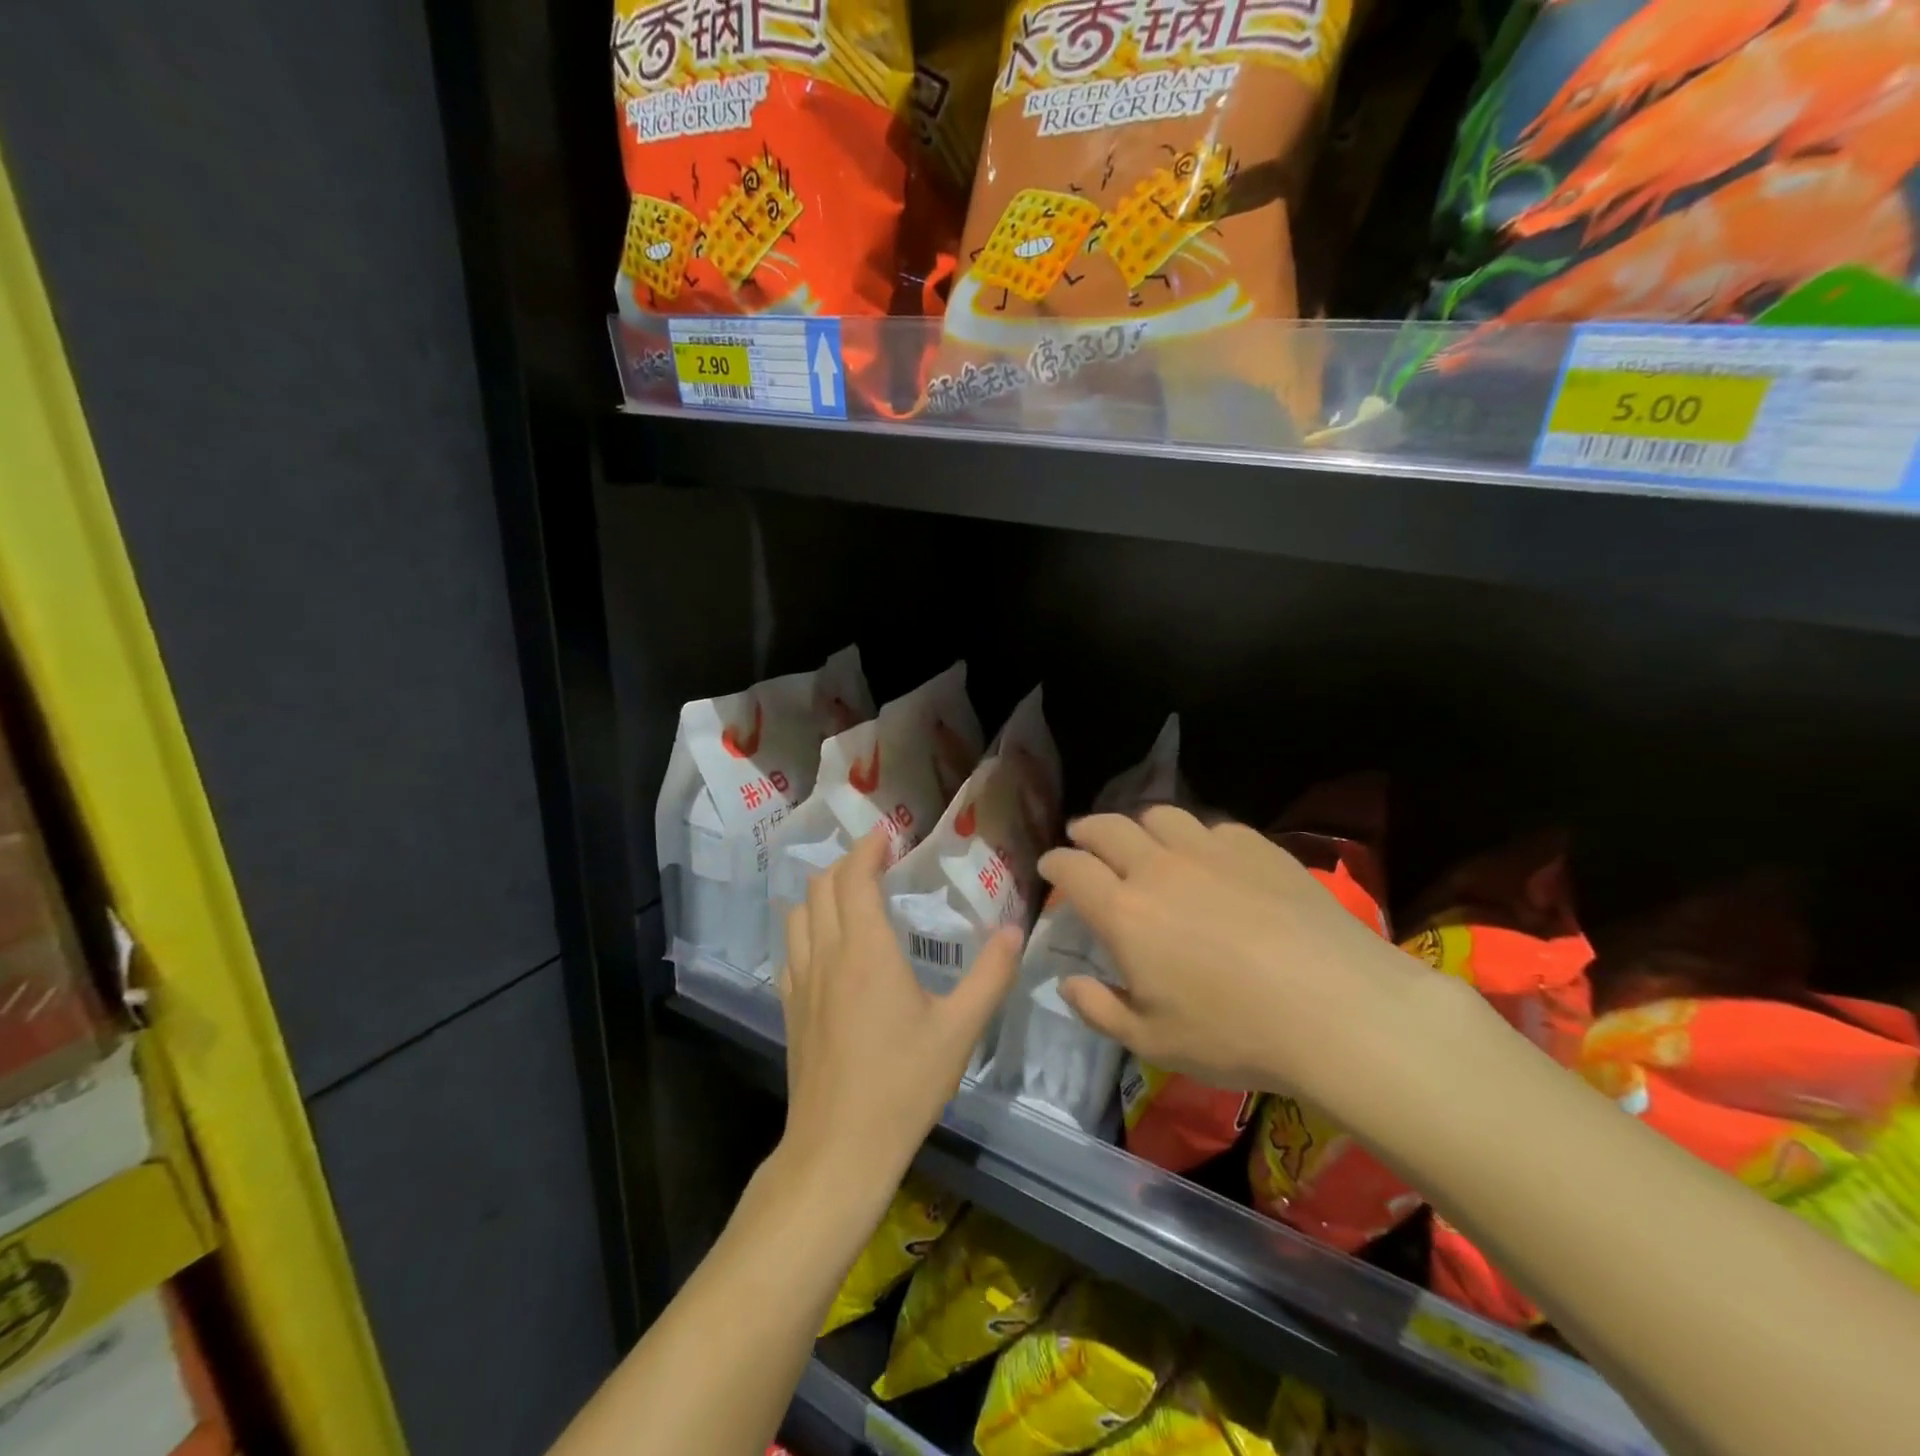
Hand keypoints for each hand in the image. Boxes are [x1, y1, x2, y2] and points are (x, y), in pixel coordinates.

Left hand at [778, 828, 1023, 1201]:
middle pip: (821, 886)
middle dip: (847, 863)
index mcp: (866, 950)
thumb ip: (991, 976)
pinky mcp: (791, 1007)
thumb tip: (1015, 930)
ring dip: (823, 892)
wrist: (839, 1148)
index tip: (887, 835)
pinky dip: (808, 927)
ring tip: (852, 894)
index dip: (867, 848)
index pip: (854, 877)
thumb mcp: (960, 1030)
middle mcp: (827, 954)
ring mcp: (801, 981)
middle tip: (878, 861)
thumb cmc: (903, 1085)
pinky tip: (829, 946)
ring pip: (799, 913)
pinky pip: (792, 948)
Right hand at [1040, 806, 1438, 1125]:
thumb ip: (1099, 1009)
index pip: (1072, 868)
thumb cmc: (1236, 1034)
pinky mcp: (1257, 847)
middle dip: (1086, 830)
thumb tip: (1067, 983)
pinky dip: (1196, 836)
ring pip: (1159, 815)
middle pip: (1108, 828)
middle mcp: (1158, 868)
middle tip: (1082, 838)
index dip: (1054, 862)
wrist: (1339, 1008)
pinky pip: (1213, 826)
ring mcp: (1209, 850)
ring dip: (1139, 824)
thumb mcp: (1153, 1042)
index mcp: (1124, 912)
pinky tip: (1208, 856)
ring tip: (1143, 840)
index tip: (1050, 866)